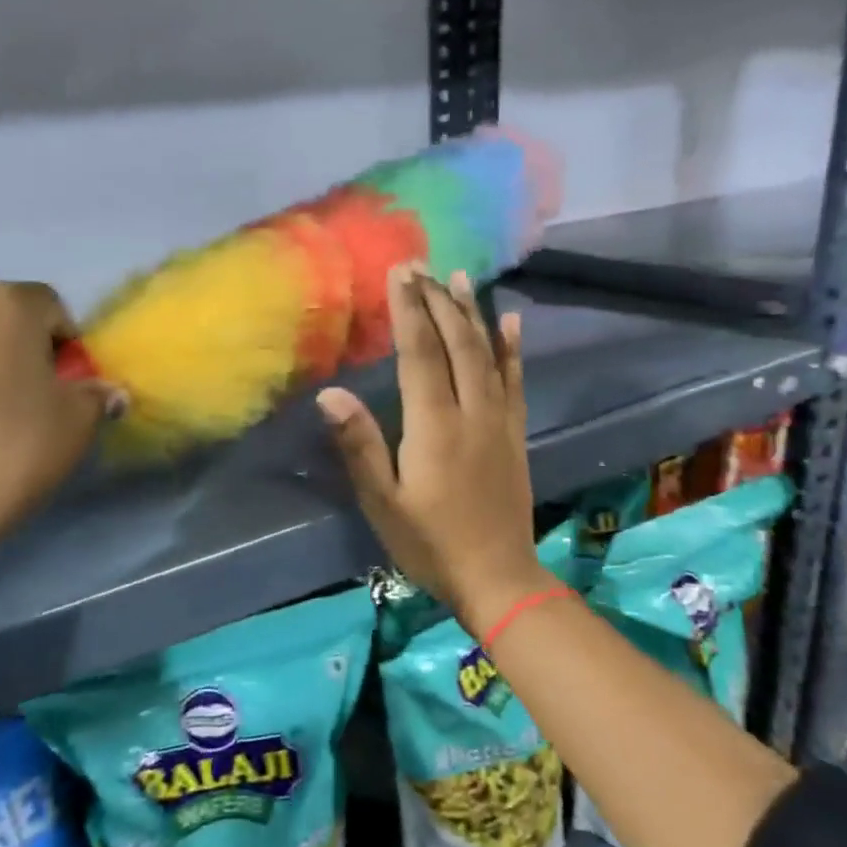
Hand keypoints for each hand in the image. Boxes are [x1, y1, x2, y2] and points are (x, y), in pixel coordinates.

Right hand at [318, 265, 550, 632]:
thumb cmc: (429, 543)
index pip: (420, 354)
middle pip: (457, 344)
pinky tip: (510, 323)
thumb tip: (331, 393)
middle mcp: (471, 412)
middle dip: (436, 301)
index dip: (409, 311)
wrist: (498, 579)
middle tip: (420, 266)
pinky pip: (515, 380)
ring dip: (472, 313)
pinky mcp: (515, 434)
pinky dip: (512, 348)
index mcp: (434, 425)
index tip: (399, 273)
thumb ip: (360, 445)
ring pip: (487, 354)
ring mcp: (499, 421)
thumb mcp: (383, 502)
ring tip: (459, 277)